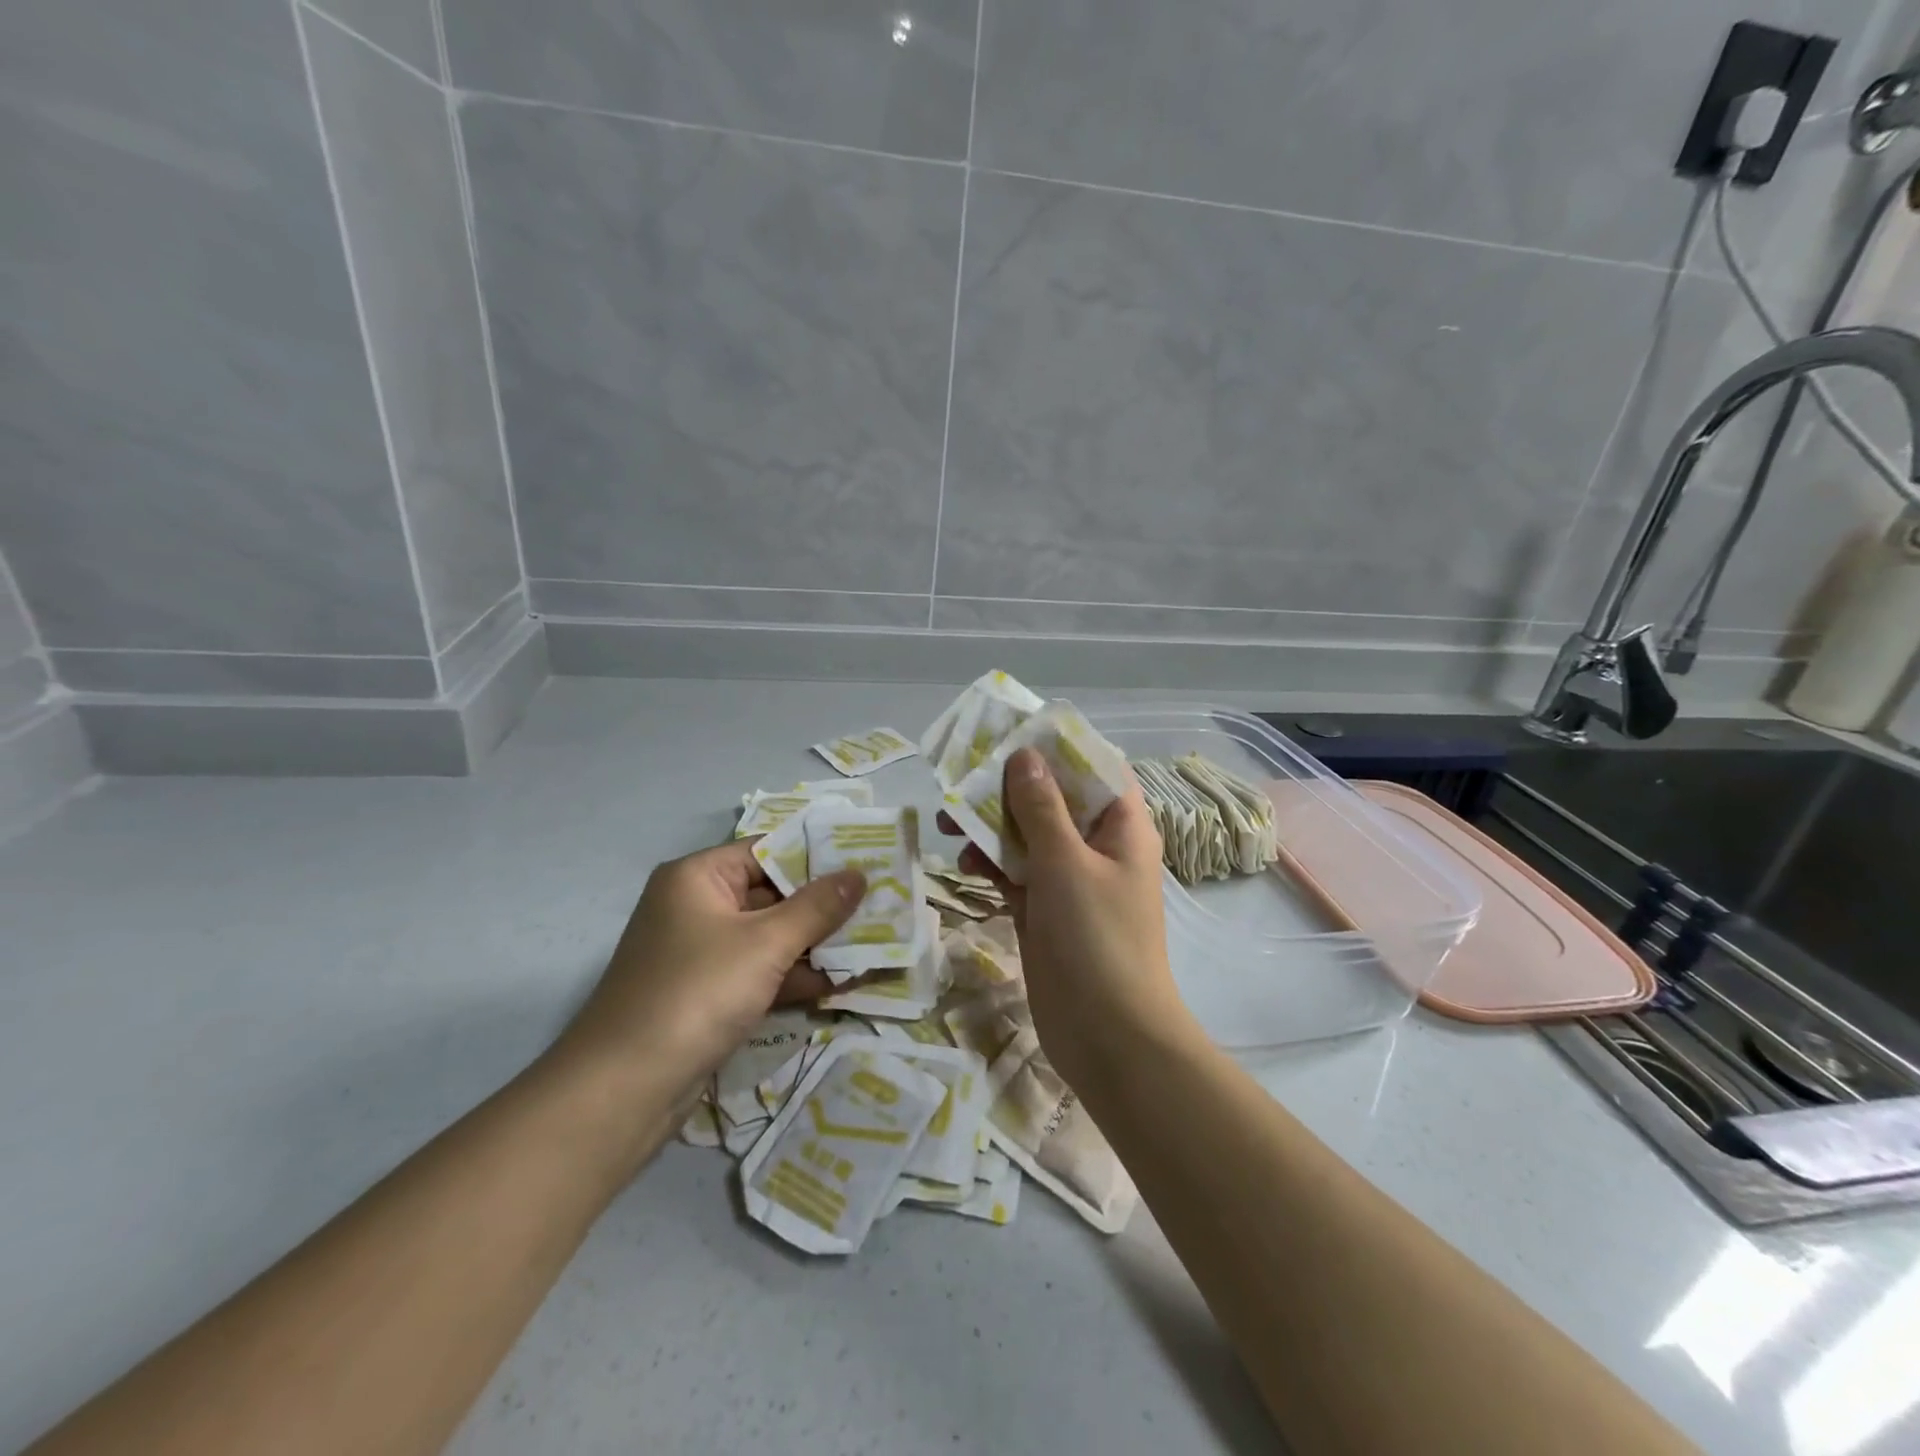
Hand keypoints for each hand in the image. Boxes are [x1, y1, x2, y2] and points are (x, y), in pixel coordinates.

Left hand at [550, 840, 863, 1110]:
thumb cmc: (696, 994)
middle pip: (772, 894)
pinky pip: (760, 972)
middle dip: (824, 905)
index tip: (867, 861)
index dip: (818, 856)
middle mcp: (697, 906)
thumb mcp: (765, 944)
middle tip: (881, 904)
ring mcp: (701, 953)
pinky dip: (794, 976)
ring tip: (874, 944)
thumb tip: (858, 874)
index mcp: (699, 877)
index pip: (768, 850)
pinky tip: (842, 983)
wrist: (623, 1091)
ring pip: (770, 936)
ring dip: (815, 944)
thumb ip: (817, 907)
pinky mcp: (708, 994)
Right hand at [952, 748, 1185, 1089]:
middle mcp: (1097, 846)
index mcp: (1120, 826)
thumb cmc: (1097, 939)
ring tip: (948, 822)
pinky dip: (992, 866)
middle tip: (961, 778)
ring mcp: (1070, 881)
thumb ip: (1041, 807)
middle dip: (1007, 788)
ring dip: (991, 827)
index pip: (1092, 767)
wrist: (1109, 1037)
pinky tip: (964, 866)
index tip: (1009, 733)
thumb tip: (1024, 755)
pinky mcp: (1045, 910)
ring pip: (1027, 837)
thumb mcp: (1066, 863)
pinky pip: (1016, 874)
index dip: (1054, 747)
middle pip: (1051, 800)